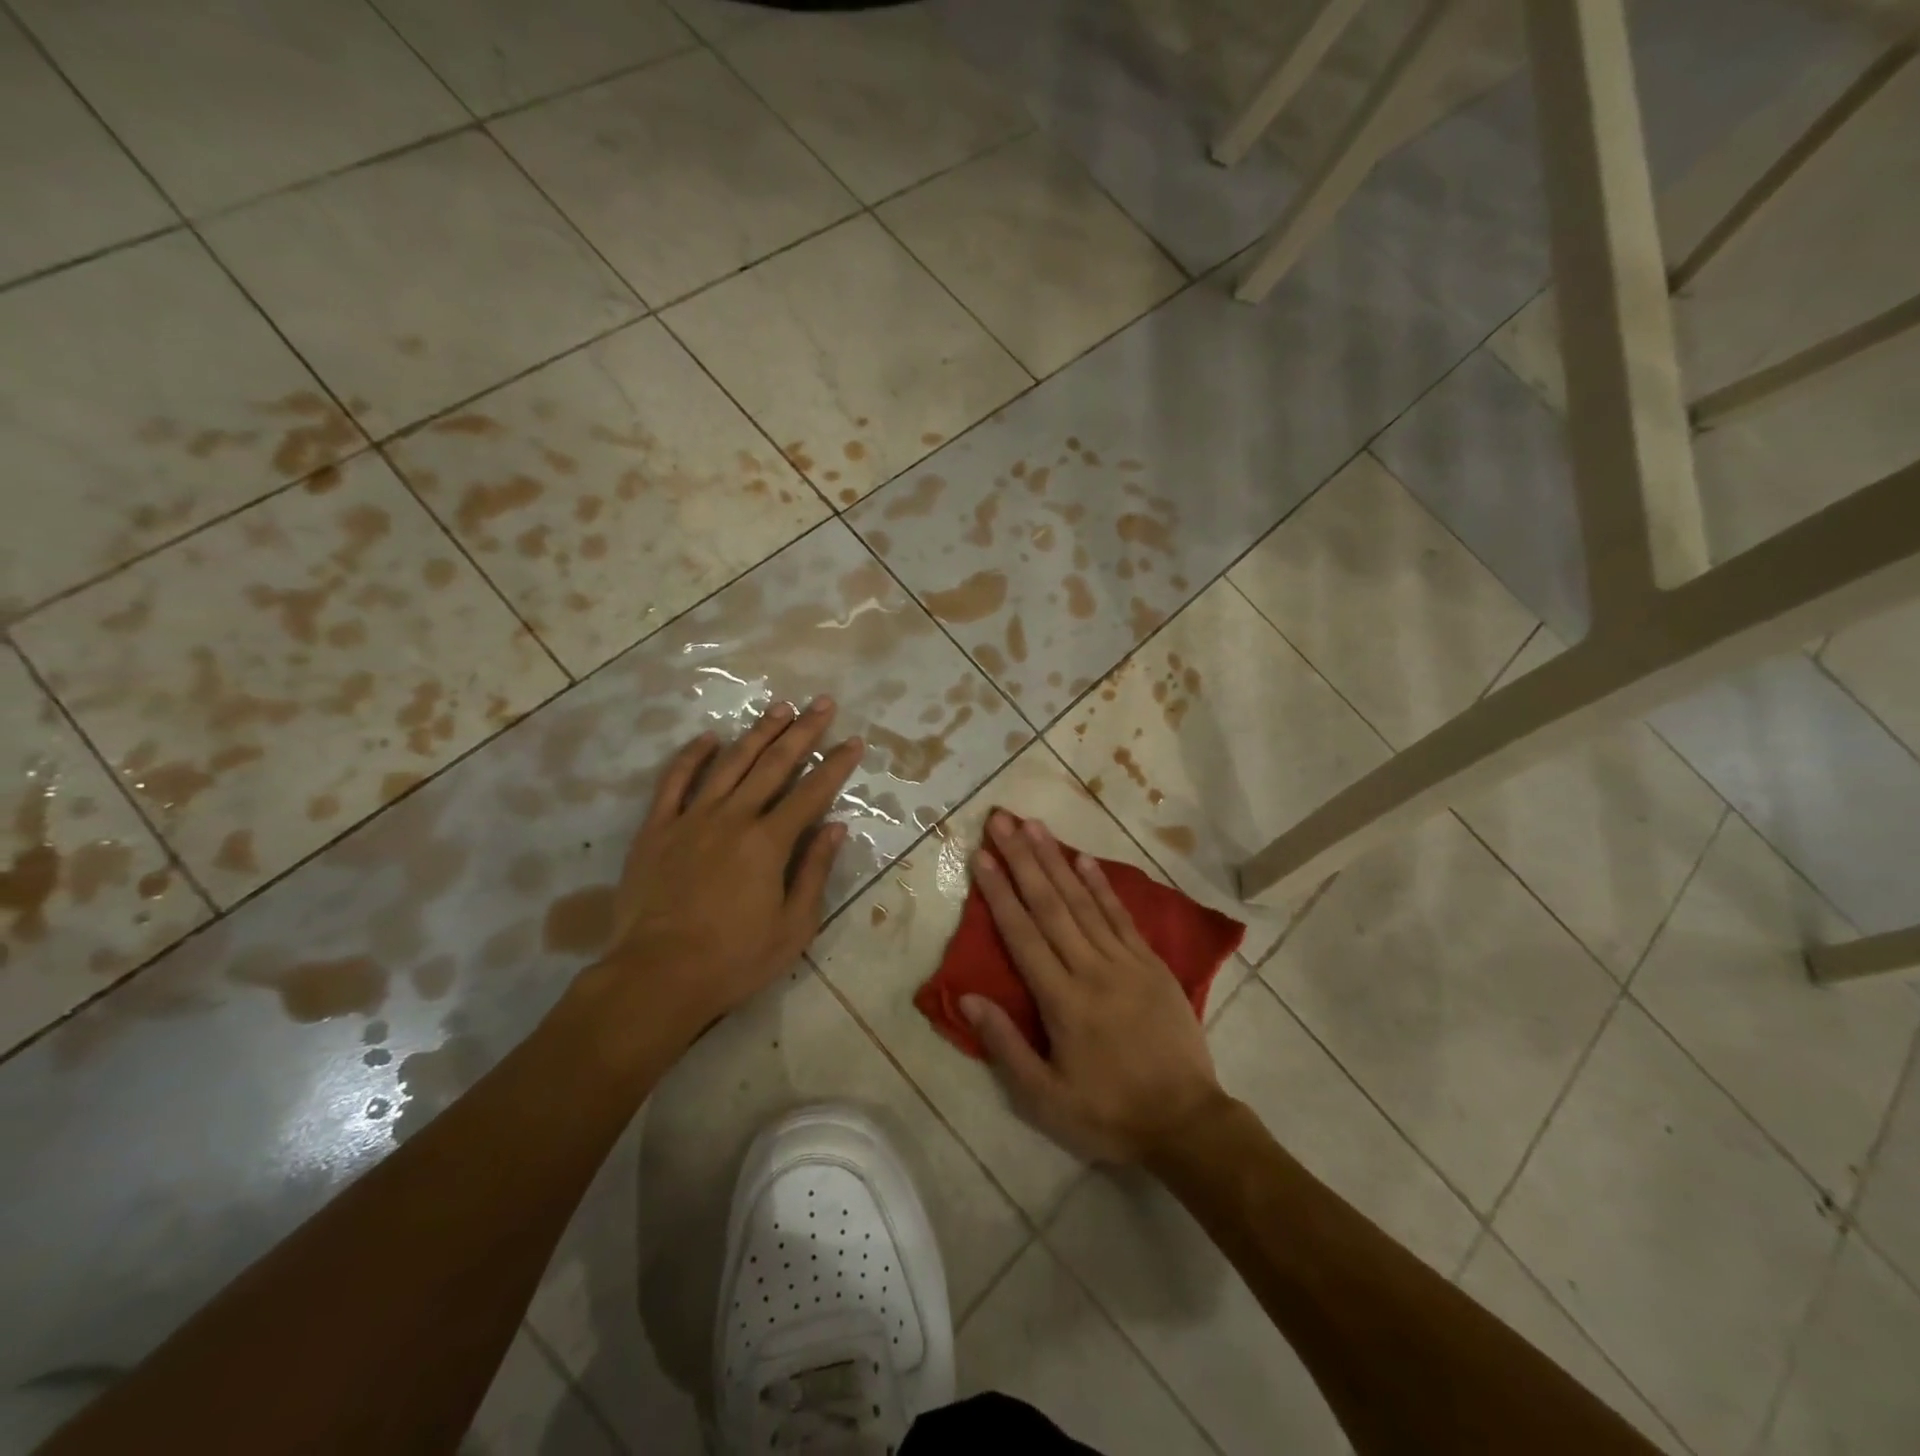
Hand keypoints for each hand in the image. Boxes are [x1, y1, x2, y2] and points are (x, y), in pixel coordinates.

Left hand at [591, 698, 862, 1042]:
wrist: (656, 976)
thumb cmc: (734, 959)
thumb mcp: (793, 926)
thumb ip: (814, 871)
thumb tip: (835, 828)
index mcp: (769, 842)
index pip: (812, 792)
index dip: (836, 764)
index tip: (853, 740)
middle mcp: (733, 817)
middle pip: (774, 764)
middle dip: (803, 731)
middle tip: (821, 703)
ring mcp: (691, 819)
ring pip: (729, 763)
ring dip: (757, 733)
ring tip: (779, 708)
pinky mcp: (656, 829)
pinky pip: (674, 782)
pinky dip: (692, 756)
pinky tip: (708, 738)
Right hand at [961, 813, 1224, 1162]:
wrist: (1186, 1122)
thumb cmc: (1109, 1113)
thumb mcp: (1045, 1098)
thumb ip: (1005, 1045)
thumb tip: (968, 997)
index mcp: (1062, 1001)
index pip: (1023, 934)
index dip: (999, 892)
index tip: (982, 855)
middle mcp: (1091, 970)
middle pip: (1050, 904)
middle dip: (1023, 859)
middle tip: (1003, 820)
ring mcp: (1126, 962)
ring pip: (1083, 901)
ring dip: (1056, 860)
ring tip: (1035, 826)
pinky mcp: (1151, 963)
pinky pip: (1121, 916)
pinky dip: (1101, 885)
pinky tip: (1084, 860)